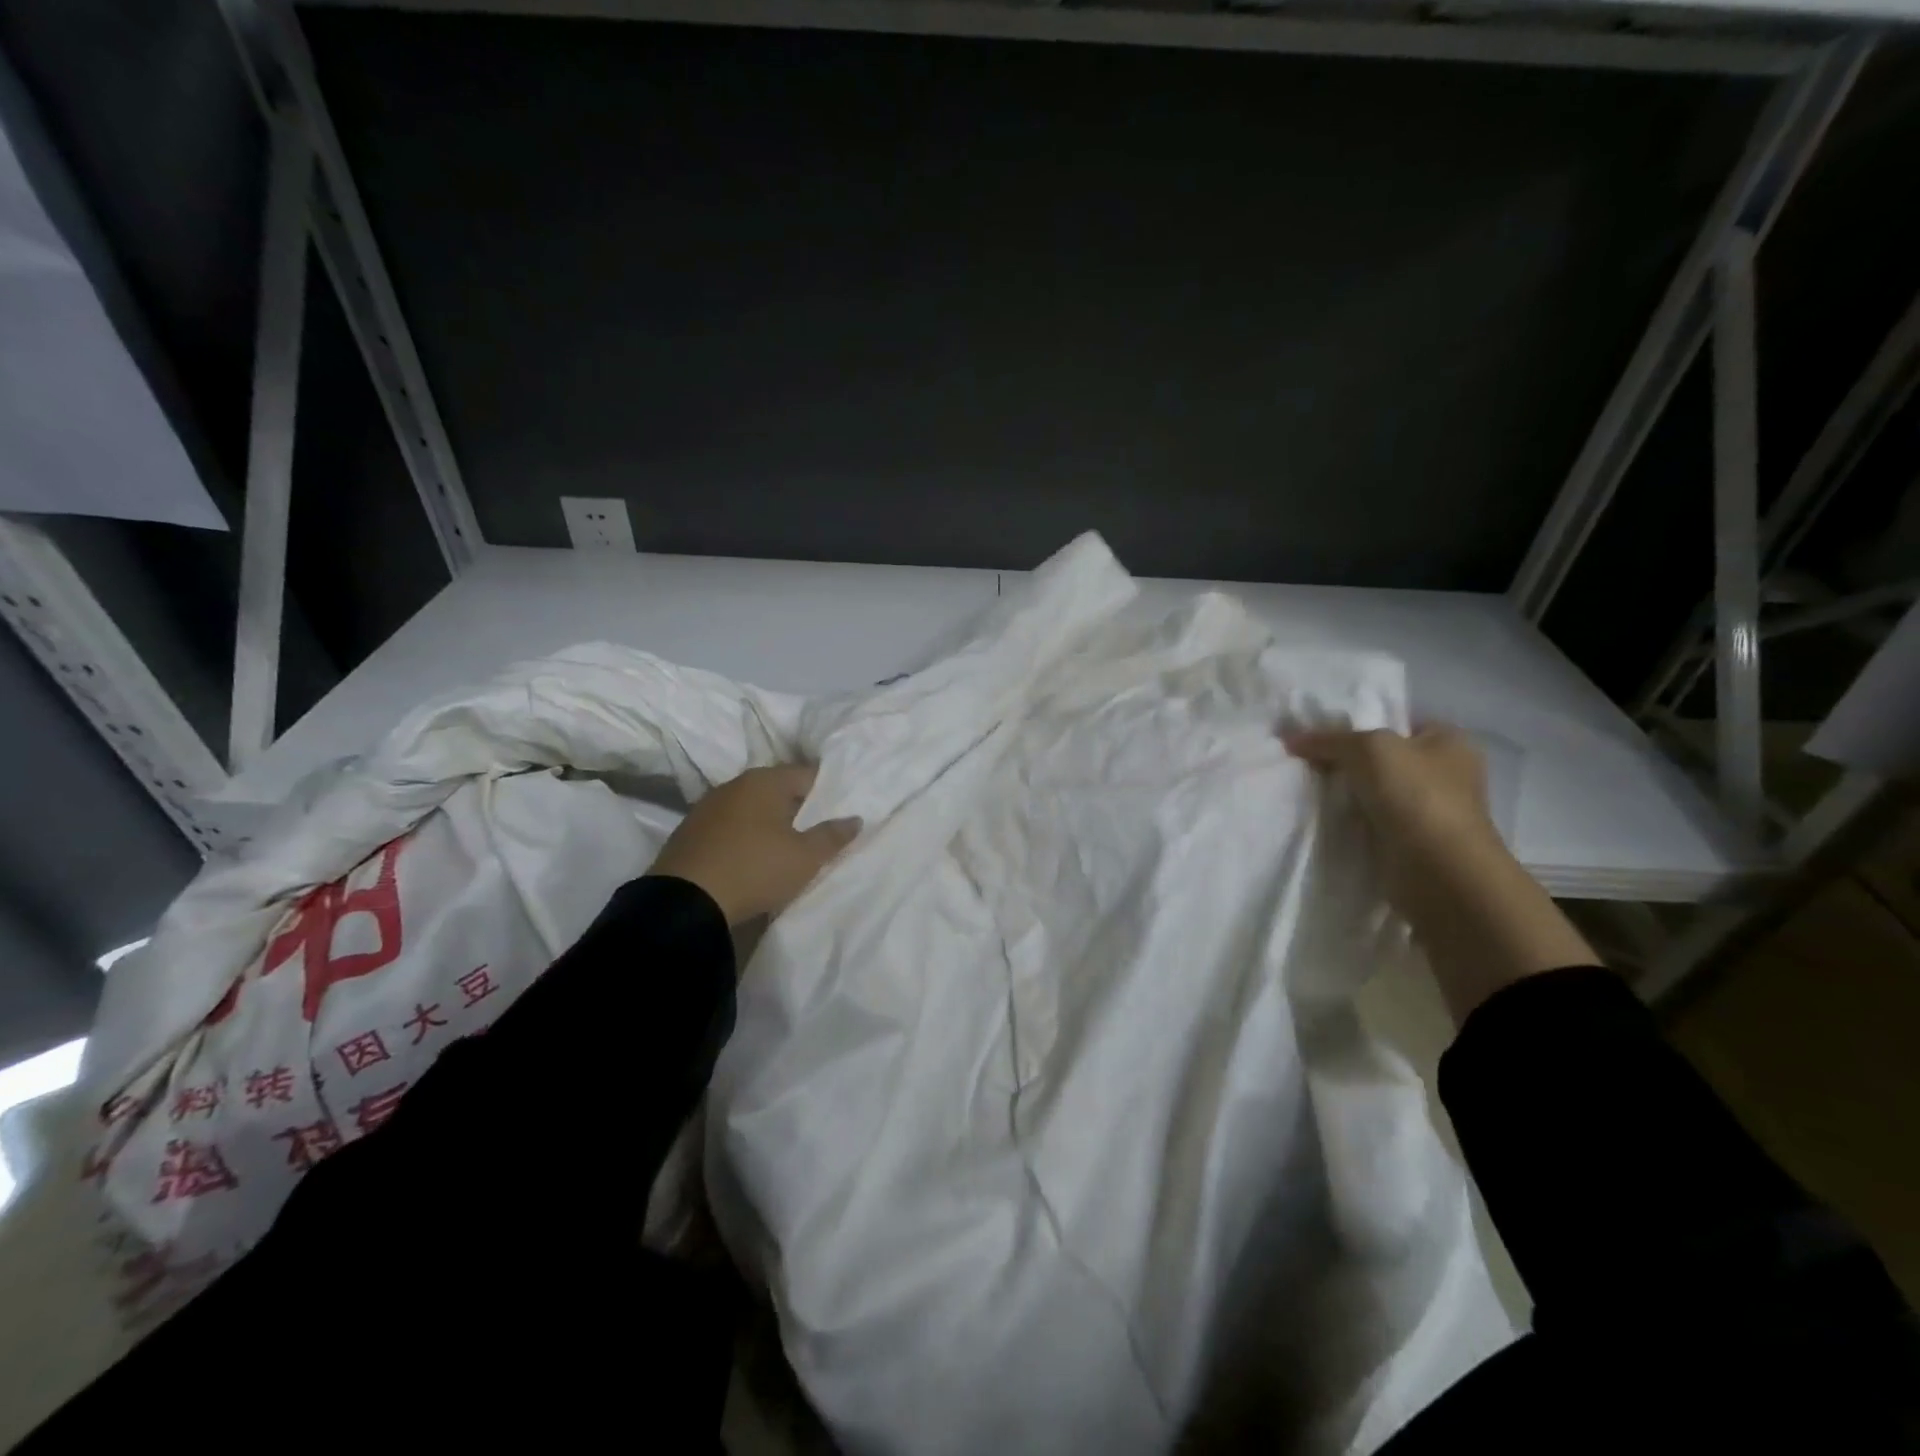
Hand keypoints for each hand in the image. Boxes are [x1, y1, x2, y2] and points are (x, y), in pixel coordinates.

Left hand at [647, 765, 860, 925]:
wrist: (685, 902)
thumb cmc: (755, 869)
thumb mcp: (805, 858)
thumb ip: (832, 836)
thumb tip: (855, 818)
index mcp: (766, 781)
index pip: (807, 774)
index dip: (827, 792)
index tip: (838, 812)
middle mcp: (736, 784)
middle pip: (777, 788)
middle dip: (797, 806)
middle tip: (815, 831)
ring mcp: (708, 805)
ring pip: (751, 806)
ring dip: (768, 821)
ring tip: (784, 846)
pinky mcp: (690, 830)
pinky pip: (729, 824)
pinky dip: (743, 834)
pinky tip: (750, 856)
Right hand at [1284, 724, 1504, 903]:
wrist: (1439, 871)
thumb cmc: (1415, 796)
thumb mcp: (1368, 748)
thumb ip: (1329, 739)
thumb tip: (1291, 739)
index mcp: (1449, 741)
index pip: (1397, 721)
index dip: (1359, 723)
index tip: (1319, 734)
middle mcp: (1445, 772)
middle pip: (1383, 758)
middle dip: (1347, 761)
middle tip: (1306, 762)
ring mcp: (1430, 810)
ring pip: (1374, 791)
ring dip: (1347, 794)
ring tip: (1308, 789)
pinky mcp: (1413, 842)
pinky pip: (1372, 822)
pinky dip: (1351, 821)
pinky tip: (1324, 818)